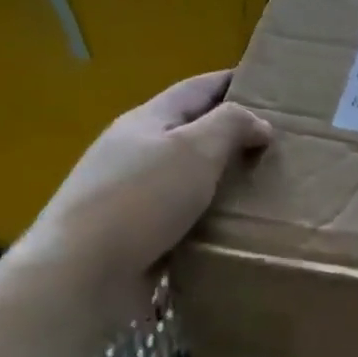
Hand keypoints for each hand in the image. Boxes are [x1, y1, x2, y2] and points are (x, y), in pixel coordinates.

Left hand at [13, 70, 269, 310]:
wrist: (81, 274)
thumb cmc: (142, 199)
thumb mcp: (195, 149)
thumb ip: (231, 126)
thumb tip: (259, 124)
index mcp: (146, 121)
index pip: (196, 89)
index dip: (230, 82)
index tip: (267, 86)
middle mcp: (134, 153)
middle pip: (189, 133)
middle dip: (229, 135)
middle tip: (276, 145)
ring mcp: (130, 197)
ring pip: (186, 178)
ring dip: (220, 180)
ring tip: (263, 189)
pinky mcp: (132, 237)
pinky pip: (180, 218)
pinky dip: (207, 218)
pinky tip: (231, 230)